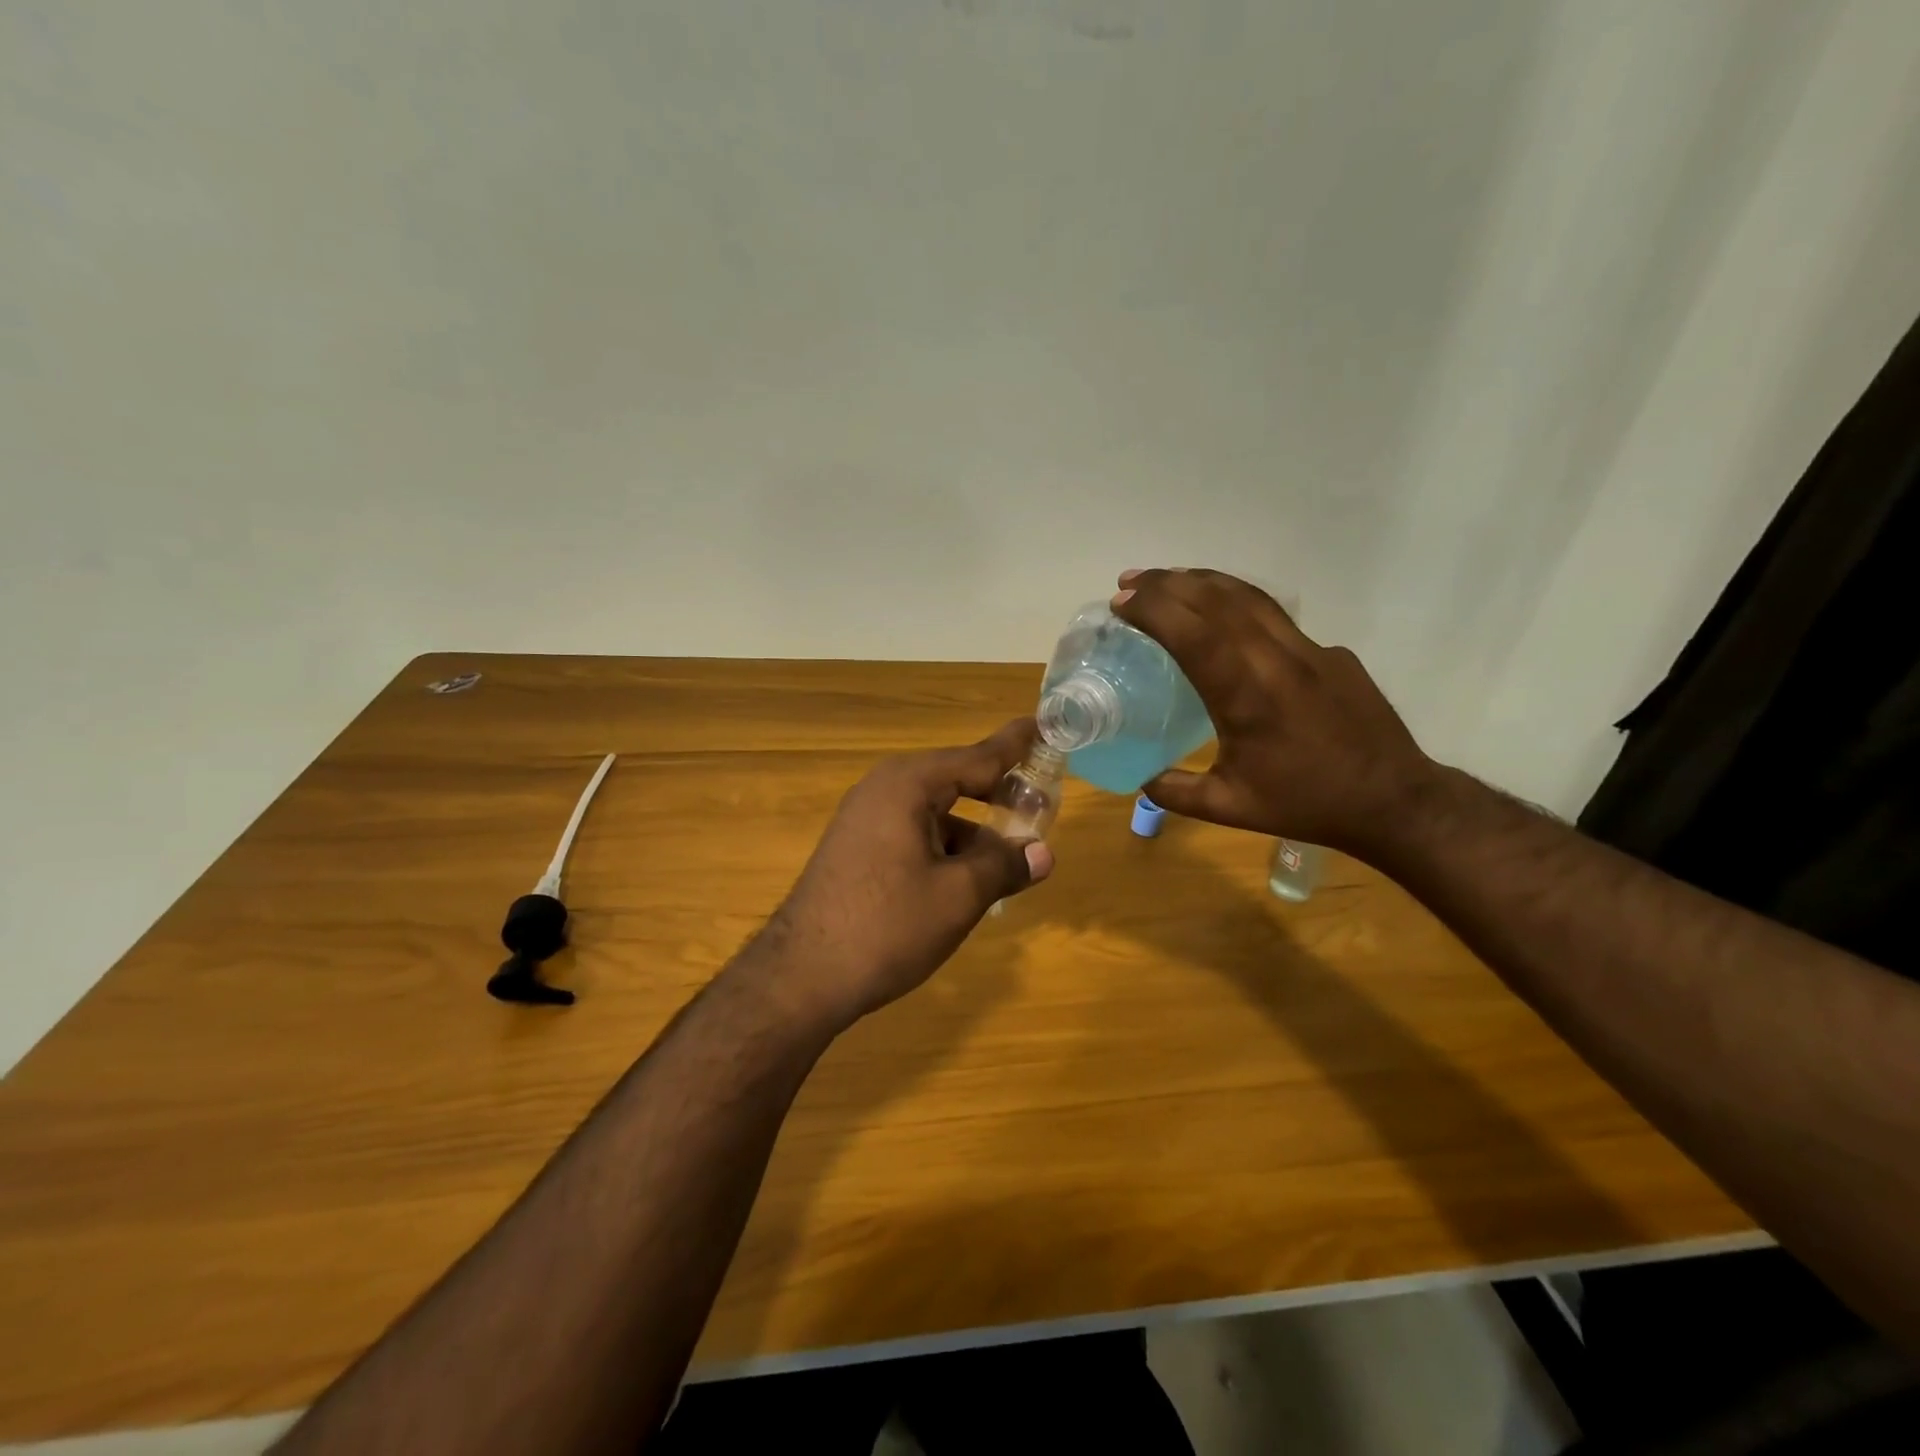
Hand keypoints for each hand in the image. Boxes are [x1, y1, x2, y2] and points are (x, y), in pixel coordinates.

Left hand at [747, 719, 1054, 1026]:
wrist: (801, 976)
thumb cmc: (887, 926)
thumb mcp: (958, 896)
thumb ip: (1004, 865)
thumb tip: (1043, 853)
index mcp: (908, 784)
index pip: (978, 756)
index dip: (1016, 745)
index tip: (1045, 725)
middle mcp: (884, 789)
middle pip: (956, 779)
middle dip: (999, 792)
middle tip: (1042, 804)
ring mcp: (865, 818)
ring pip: (935, 810)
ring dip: (973, 828)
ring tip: (1010, 856)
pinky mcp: (857, 847)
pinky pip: (913, 831)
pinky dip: (945, 845)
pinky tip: (965, 878)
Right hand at [1112, 568, 1436, 856]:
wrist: (1394, 800)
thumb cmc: (1306, 804)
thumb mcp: (1230, 807)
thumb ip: (1176, 791)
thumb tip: (1141, 779)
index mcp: (1248, 697)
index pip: (1194, 635)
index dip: (1154, 610)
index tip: (1120, 602)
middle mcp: (1278, 660)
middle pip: (1218, 601)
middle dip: (1168, 584)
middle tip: (1130, 581)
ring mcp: (1311, 650)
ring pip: (1251, 597)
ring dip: (1203, 582)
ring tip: (1168, 580)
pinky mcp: (1332, 653)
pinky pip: (1277, 617)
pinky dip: (1238, 603)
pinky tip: (1224, 616)